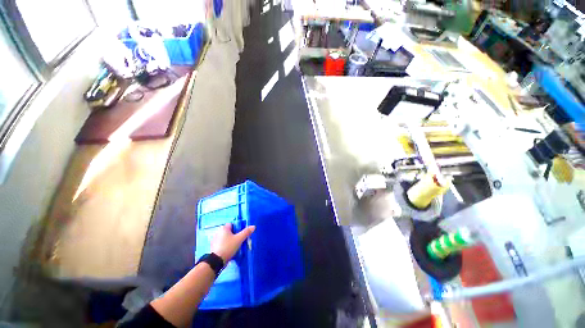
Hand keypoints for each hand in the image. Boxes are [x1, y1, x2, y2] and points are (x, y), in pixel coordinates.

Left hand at [211, 223, 255, 262]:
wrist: (216, 261)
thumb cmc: (228, 247)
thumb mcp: (239, 239)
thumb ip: (246, 232)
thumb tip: (253, 226)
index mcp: (223, 228)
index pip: (232, 224)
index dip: (237, 228)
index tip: (240, 234)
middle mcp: (218, 232)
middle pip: (229, 231)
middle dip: (234, 235)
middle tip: (239, 240)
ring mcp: (214, 240)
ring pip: (225, 238)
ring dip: (230, 241)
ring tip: (235, 246)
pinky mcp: (213, 247)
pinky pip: (222, 244)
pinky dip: (225, 245)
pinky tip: (229, 250)